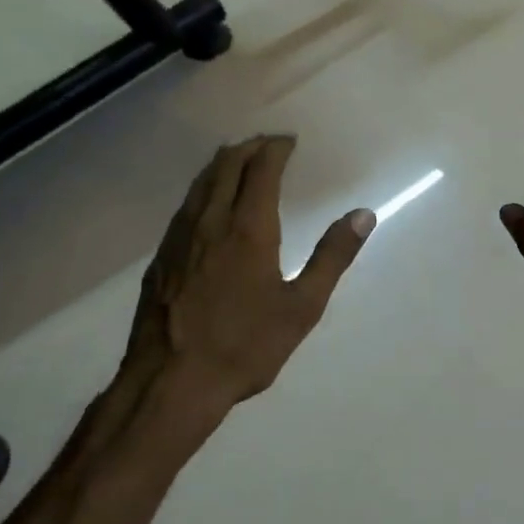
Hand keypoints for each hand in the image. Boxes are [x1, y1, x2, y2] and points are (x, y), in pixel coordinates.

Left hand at [118, 136, 374, 410]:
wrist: (171, 381)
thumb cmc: (245, 346)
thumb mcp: (302, 307)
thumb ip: (332, 257)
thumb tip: (363, 215)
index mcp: (248, 229)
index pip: (261, 170)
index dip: (276, 149)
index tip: (290, 141)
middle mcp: (209, 222)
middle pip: (225, 166)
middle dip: (249, 148)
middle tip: (268, 145)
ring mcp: (178, 238)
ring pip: (200, 184)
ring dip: (222, 164)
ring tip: (239, 161)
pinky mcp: (161, 258)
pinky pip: (185, 207)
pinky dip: (203, 190)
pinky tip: (208, 205)